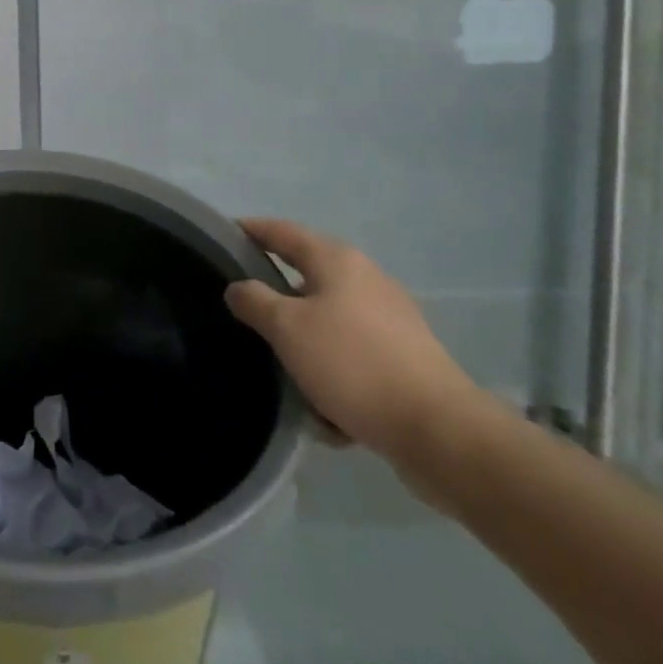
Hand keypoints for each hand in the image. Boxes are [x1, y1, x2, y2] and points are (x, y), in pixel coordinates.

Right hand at [225, 218, 481, 464]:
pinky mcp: (404, 360)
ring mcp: (390, 321)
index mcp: (337, 261)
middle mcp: (366, 280)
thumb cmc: (353, 364)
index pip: (282, 232)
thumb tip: (238, 287)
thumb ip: (254, 301)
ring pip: (327, 325)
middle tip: (243, 313)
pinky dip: (334, 378)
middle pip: (305, 279)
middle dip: (276, 300)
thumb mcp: (287, 329)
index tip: (222, 235)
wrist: (440, 433)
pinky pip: (352, 360)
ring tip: (285, 377)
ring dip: (305, 349)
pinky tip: (328, 413)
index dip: (250, 230)